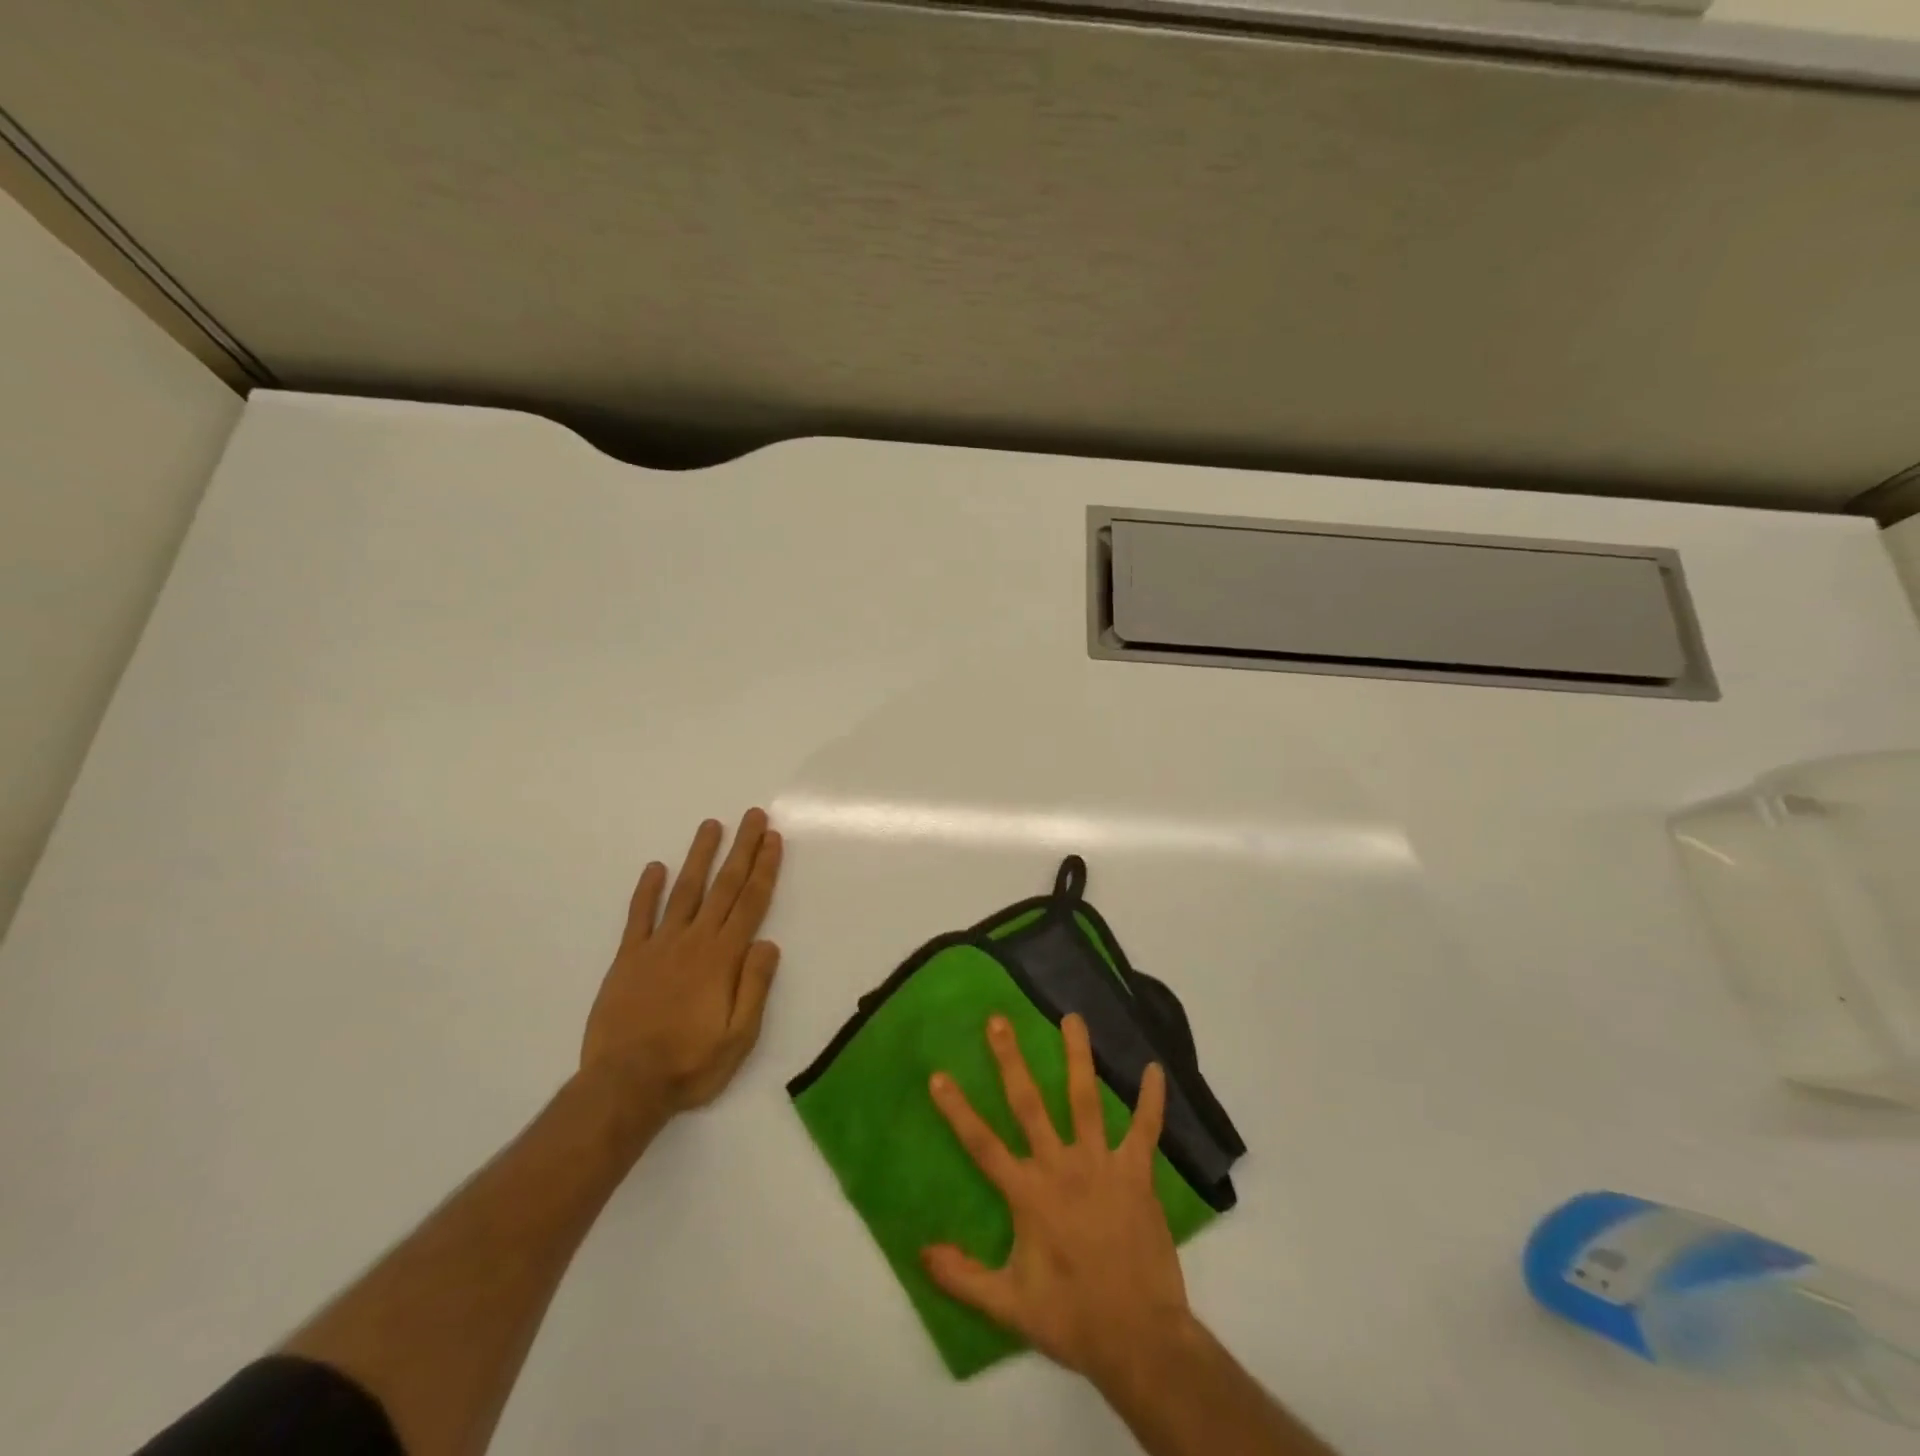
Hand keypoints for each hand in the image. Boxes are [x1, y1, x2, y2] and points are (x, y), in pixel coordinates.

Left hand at [581, 808, 783, 1115]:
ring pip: (685, 890)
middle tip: (753, 816)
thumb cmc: (690, 1064)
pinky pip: (639, 916)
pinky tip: (655, 867)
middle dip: (742, 849)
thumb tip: (768, 943)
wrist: (625, 1085)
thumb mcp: (739, 1037)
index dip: (764, 868)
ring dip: (700, 856)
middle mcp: (694, 941)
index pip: (750, 903)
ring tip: (712, 825)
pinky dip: (648, 890)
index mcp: (723, 958)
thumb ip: (755, 987)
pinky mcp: (628, 958)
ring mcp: (658, 946)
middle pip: (723, 886)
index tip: (772, 839)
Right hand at [922, 1012, 1194, 1385]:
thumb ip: (963, 1277)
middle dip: (1011, 1060)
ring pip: (1085, 1100)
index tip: (938, 1075)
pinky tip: (1156, 1069)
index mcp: (1028, 1195)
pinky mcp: (1136, 1174)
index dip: (958, 1110)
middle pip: (1030, 1104)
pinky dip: (1152, 1100)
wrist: (1140, 1339)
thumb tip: (921, 1251)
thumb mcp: (1009, 1307)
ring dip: (1078, 1057)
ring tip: (1073, 1018)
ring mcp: (1102, 1166)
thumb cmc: (1072, 1319)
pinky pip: (1145, 1130)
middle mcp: (1061, 1168)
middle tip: (999, 1020)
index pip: (982, 1144)